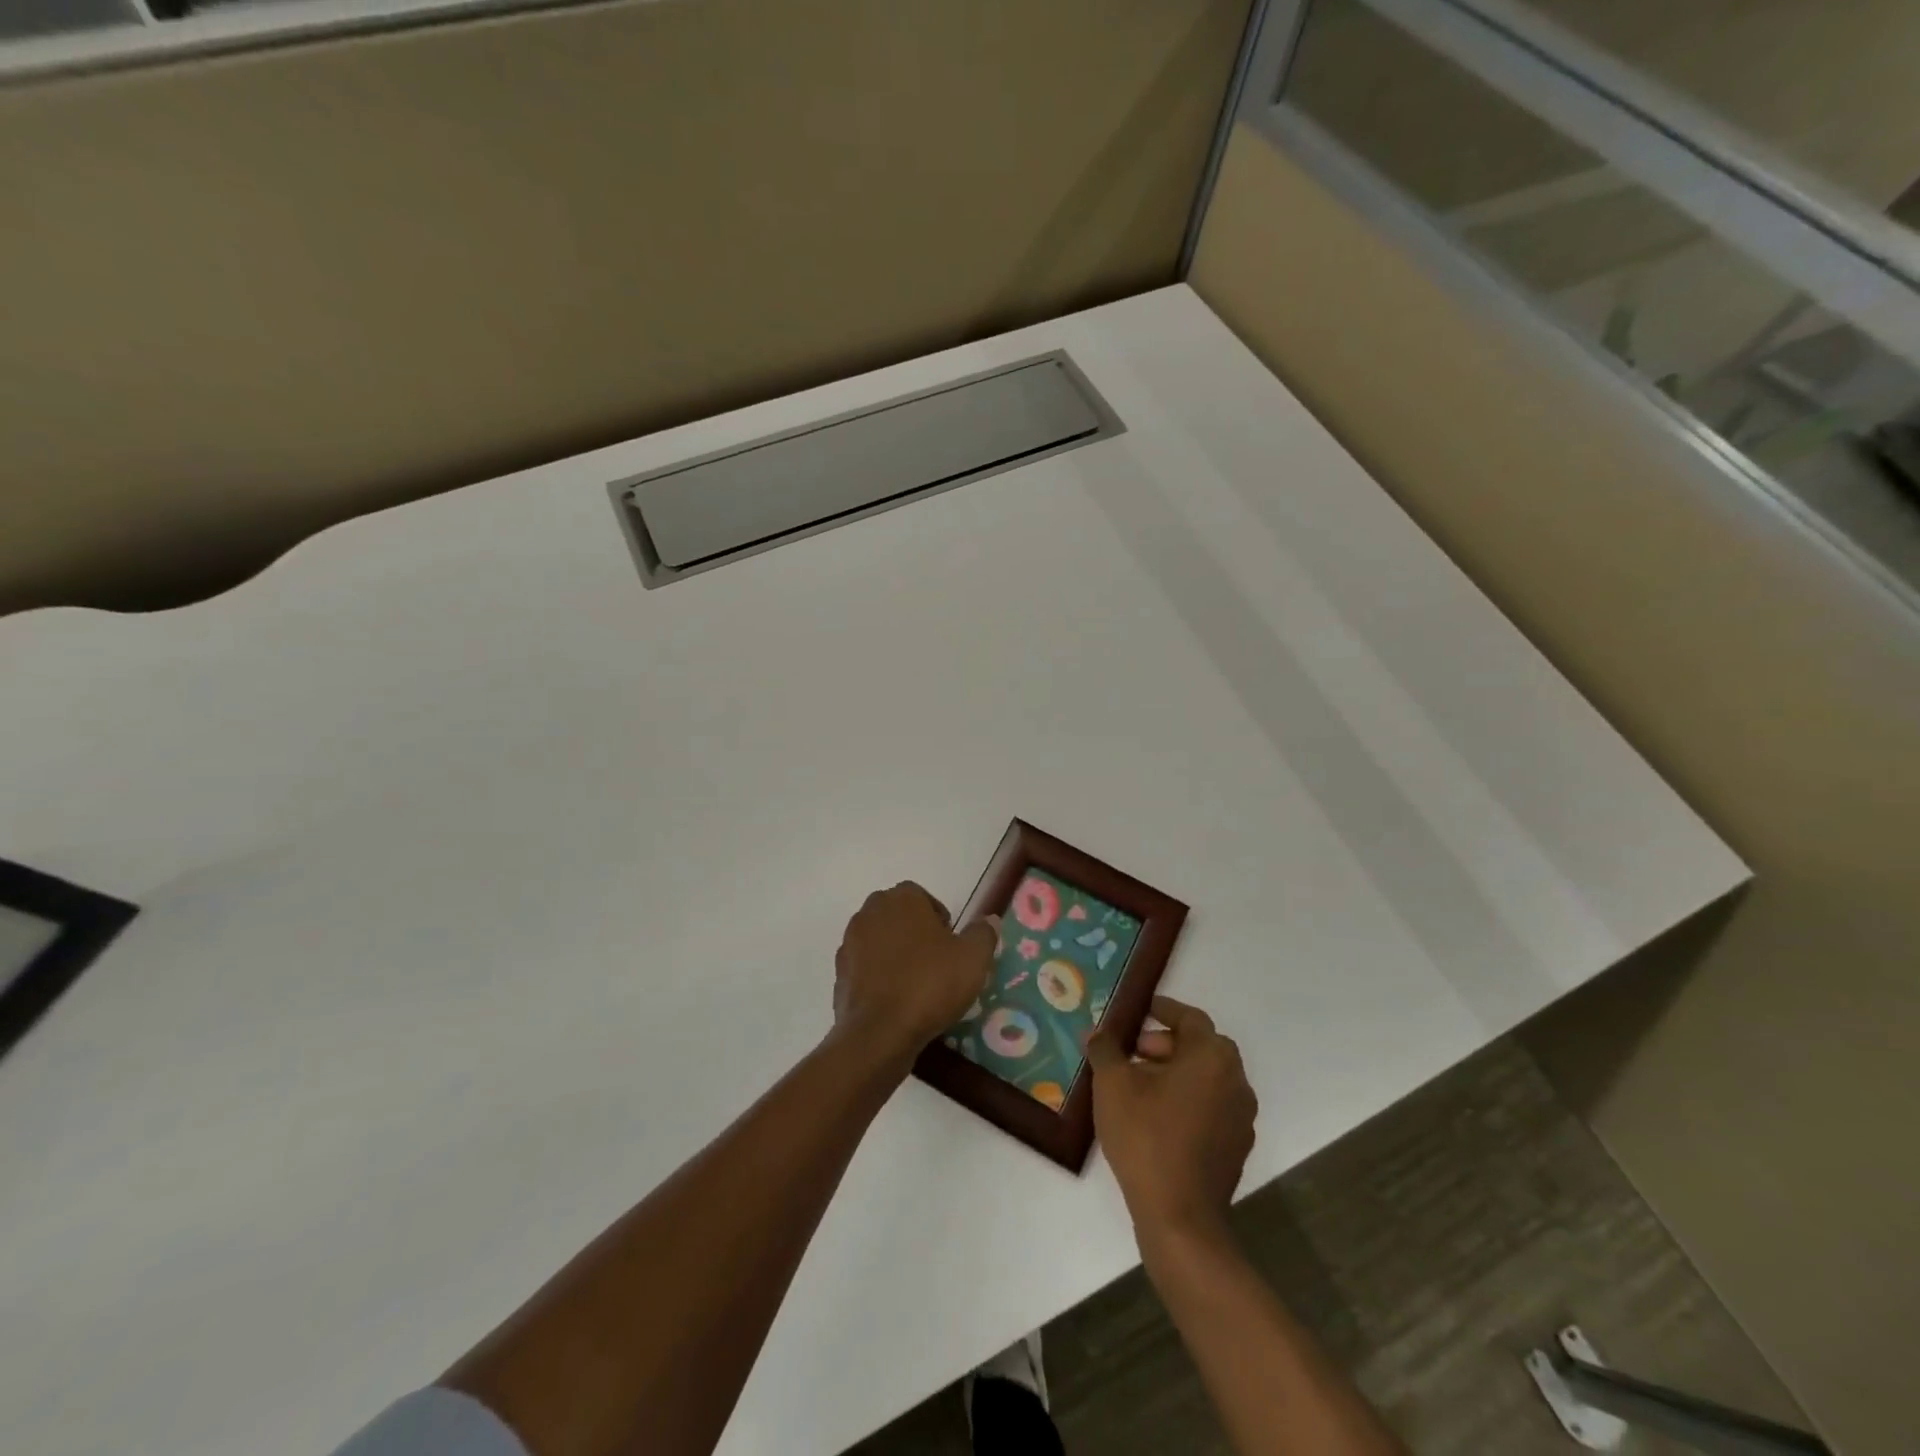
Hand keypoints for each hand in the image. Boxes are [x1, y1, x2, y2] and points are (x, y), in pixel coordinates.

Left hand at [832, 882, 996, 1068]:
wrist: (879, 1032)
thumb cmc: (930, 985)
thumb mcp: (973, 959)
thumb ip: (983, 934)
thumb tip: (989, 921)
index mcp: (902, 899)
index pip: (922, 897)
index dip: (939, 919)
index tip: (951, 946)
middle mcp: (871, 912)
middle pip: (898, 916)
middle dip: (915, 933)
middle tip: (937, 963)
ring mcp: (851, 942)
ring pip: (880, 941)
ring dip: (896, 954)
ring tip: (916, 984)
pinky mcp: (840, 972)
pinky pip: (866, 967)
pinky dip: (879, 977)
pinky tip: (896, 1001)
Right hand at [1088, 995, 1256, 1238]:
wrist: (1180, 1217)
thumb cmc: (1146, 1137)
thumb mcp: (1113, 1085)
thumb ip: (1105, 1050)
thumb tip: (1097, 1033)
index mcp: (1211, 1056)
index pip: (1189, 1017)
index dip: (1162, 1010)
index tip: (1138, 1010)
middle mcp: (1235, 1079)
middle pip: (1200, 1046)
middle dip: (1164, 1043)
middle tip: (1131, 1052)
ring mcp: (1240, 1116)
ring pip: (1206, 1078)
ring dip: (1175, 1072)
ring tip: (1137, 1085)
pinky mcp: (1236, 1146)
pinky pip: (1210, 1106)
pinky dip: (1186, 1100)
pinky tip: (1155, 1117)